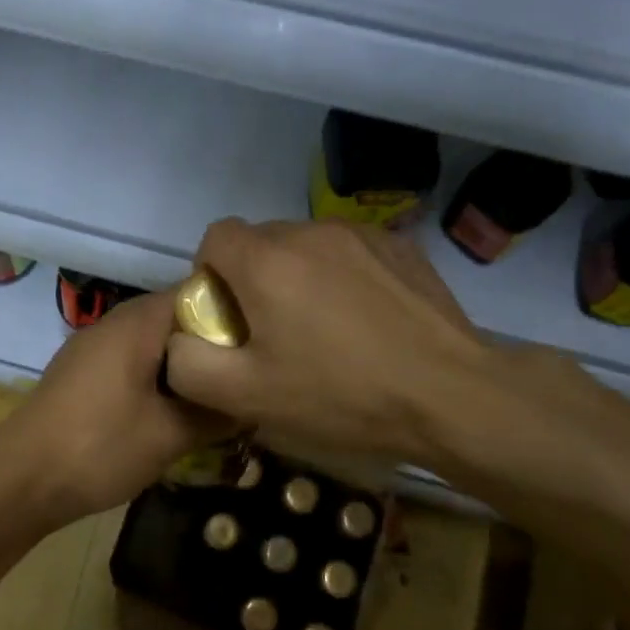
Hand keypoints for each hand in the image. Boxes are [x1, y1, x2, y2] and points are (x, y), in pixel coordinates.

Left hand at [3, 290, 233, 523]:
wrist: (22, 478)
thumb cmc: (101, 446)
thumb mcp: (171, 434)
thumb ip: (217, 412)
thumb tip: (254, 401)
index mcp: (139, 321)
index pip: (201, 294)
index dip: (238, 317)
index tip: (264, 348)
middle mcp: (117, 322)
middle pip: (179, 319)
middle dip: (214, 347)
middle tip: (248, 377)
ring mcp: (95, 346)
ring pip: (156, 343)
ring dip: (186, 366)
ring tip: (219, 396)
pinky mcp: (84, 372)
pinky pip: (134, 361)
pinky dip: (159, 378)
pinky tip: (174, 410)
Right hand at [162, 219, 629, 505]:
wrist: (451, 396)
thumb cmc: (340, 396)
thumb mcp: (246, 397)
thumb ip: (187, 364)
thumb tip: (179, 340)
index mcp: (266, 261)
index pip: (215, 238)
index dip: (211, 276)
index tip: (231, 320)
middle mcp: (309, 232)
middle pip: (261, 242)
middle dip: (255, 279)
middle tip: (276, 333)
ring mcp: (361, 234)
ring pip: (306, 245)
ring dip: (300, 276)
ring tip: (326, 329)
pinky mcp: (400, 247)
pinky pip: (349, 252)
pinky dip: (343, 276)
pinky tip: (366, 321)